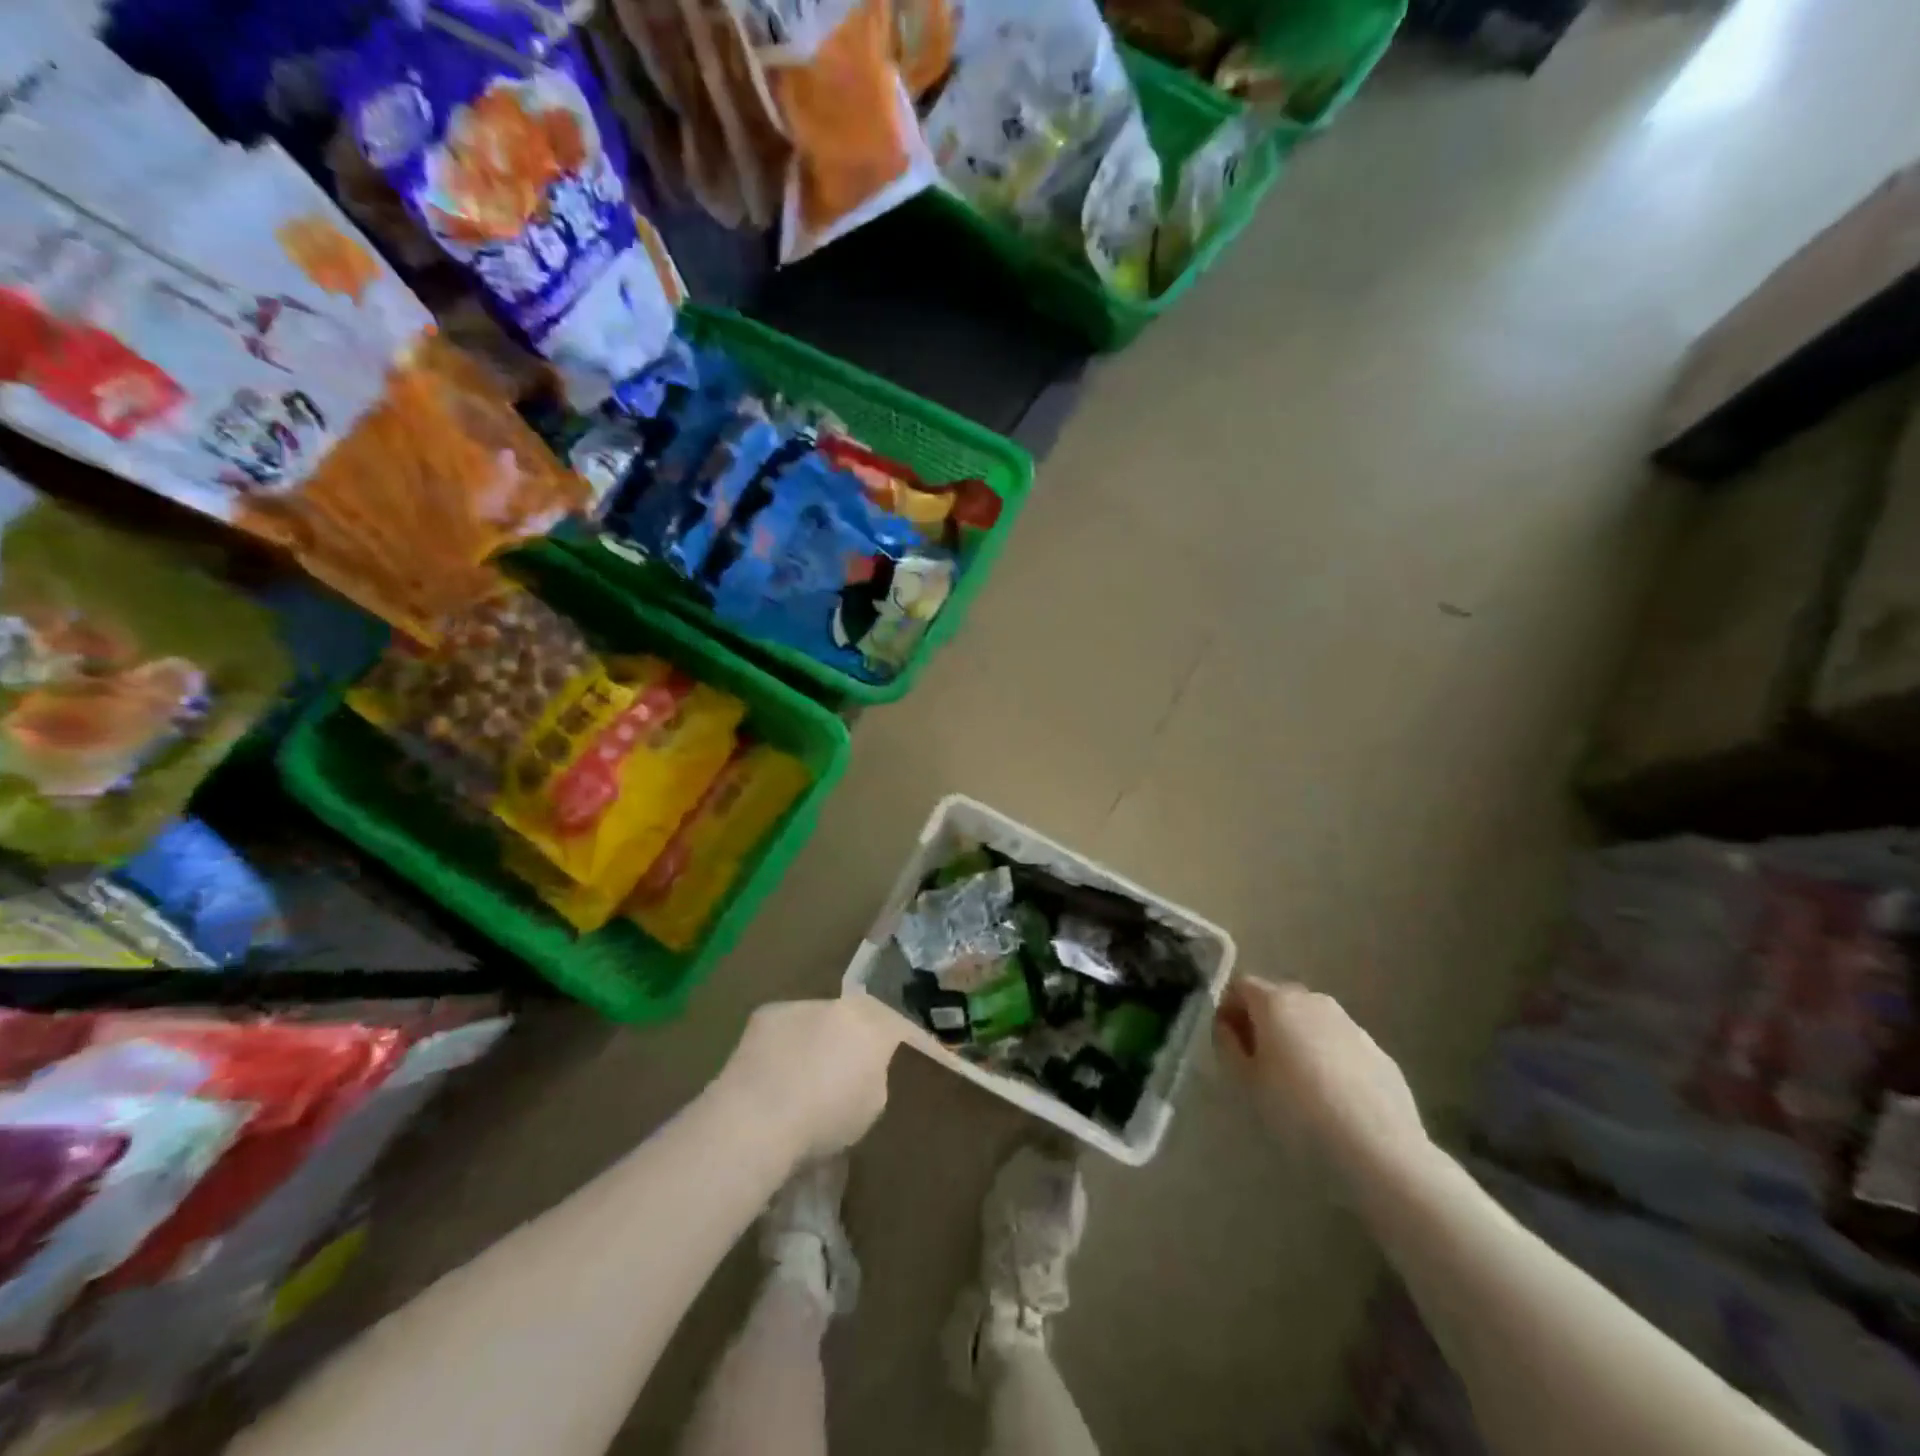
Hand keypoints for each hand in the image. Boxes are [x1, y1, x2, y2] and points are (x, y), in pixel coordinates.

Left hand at [716, 997, 903, 1163]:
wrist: (759, 1118)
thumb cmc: (823, 1121)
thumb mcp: (869, 1108)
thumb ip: (872, 1078)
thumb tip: (861, 1069)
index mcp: (873, 1029)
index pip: (897, 1024)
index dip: (902, 1037)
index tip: (904, 1050)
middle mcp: (841, 1007)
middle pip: (856, 1016)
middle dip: (854, 1036)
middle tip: (847, 1064)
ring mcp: (803, 1006)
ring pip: (818, 1019)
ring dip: (818, 1038)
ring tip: (805, 1070)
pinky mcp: (767, 1014)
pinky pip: (785, 1027)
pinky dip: (785, 1043)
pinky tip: (774, 1070)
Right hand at [1214, 977, 1428, 1178]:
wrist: (1379, 1149)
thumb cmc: (1298, 1111)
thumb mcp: (1246, 1082)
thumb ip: (1228, 1045)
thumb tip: (1227, 1025)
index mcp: (1276, 1002)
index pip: (1241, 985)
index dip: (1229, 1007)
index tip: (1228, 1040)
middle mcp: (1313, 1000)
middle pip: (1278, 998)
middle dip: (1263, 1020)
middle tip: (1257, 1060)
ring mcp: (1350, 1023)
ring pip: (1311, 1019)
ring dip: (1297, 1037)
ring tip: (1296, 1080)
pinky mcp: (1377, 1050)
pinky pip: (1339, 1043)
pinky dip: (1327, 1056)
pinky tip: (1331, 1096)